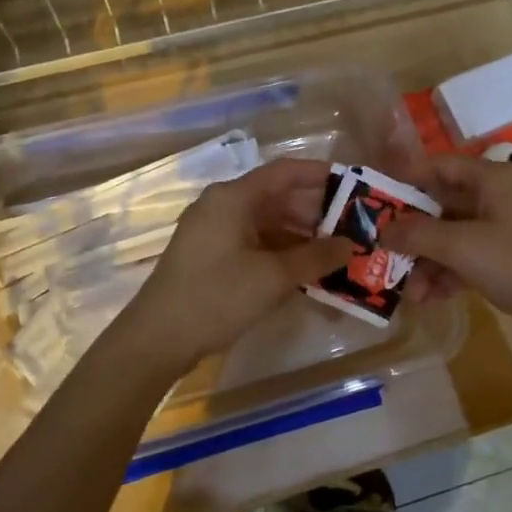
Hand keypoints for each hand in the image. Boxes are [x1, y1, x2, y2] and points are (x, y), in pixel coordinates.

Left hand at [115, 159, 355, 372]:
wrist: (157, 339)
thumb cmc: (217, 297)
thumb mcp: (274, 277)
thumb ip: (317, 257)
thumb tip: (351, 245)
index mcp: (234, 197)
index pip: (286, 172)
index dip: (322, 175)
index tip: (355, 187)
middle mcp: (222, 205)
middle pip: (277, 197)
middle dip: (316, 212)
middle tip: (353, 228)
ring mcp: (213, 231)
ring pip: (267, 222)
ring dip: (300, 236)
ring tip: (335, 253)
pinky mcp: (209, 255)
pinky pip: (253, 242)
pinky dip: (280, 251)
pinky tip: (304, 270)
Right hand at [392, 154, 511, 346]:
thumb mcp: (464, 249)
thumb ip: (418, 236)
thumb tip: (381, 229)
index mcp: (492, 178)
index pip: (437, 166)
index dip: (403, 181)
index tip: (372, 203)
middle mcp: (500, 194)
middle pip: (444, 204)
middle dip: (414, 233)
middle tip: (383, 254)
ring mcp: (510, 226)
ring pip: (456, 234)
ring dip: (430, 260)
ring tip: (408, 292)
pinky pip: (473, 255)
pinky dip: (452, 272)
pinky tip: (432, 298)